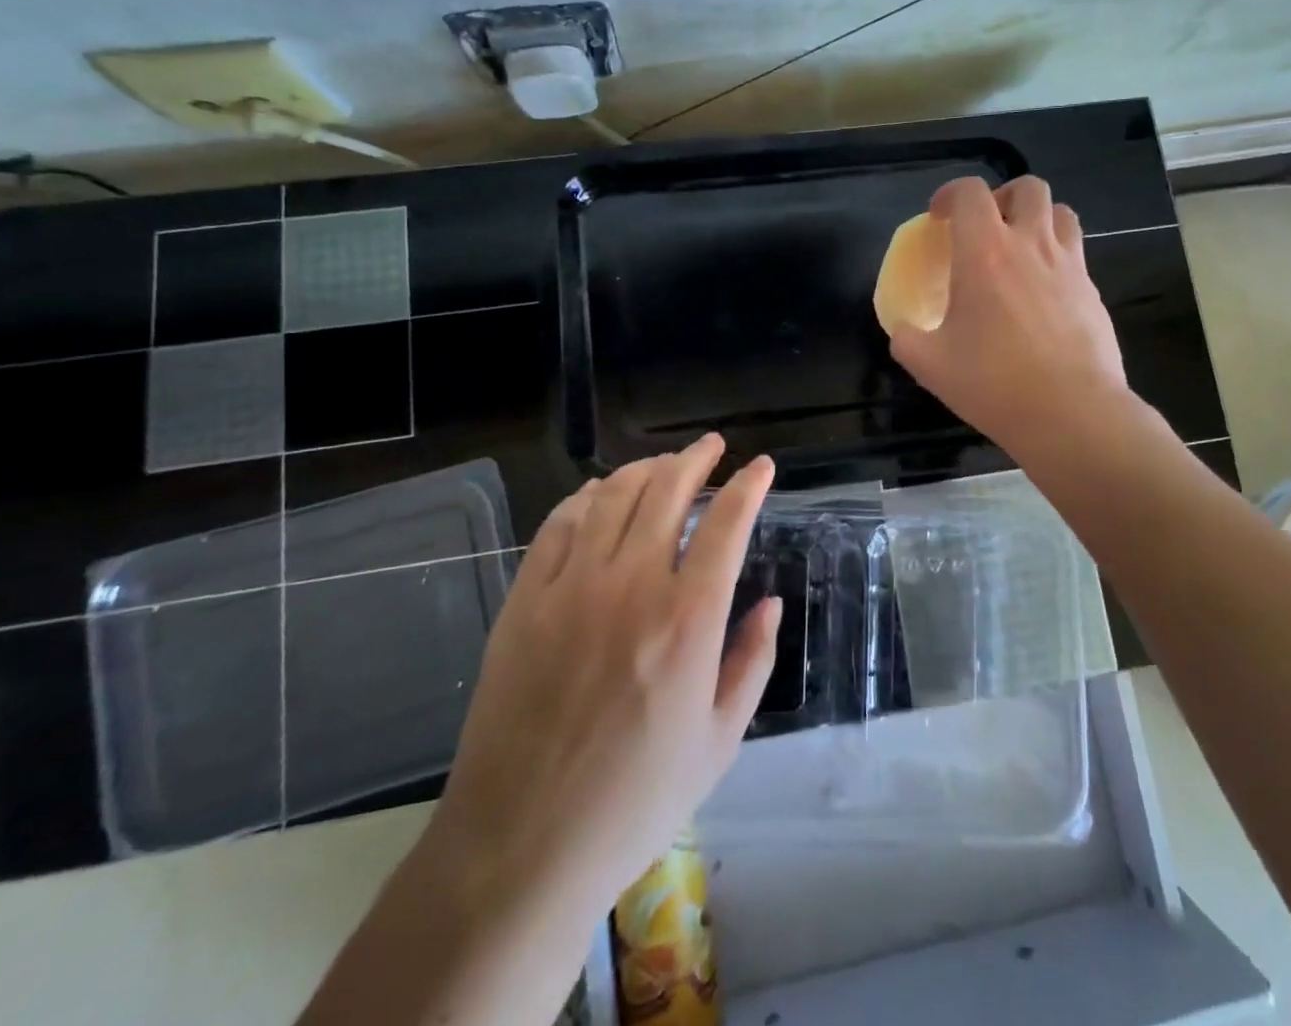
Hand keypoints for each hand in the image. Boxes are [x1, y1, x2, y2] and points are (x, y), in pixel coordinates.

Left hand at [431, 435, 780, 909]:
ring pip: (613, 496)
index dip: (748, 486)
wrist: (522, 845)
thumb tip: (768, 602)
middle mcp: (632, 584)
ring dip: (645, 469)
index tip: (760, 466)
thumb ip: (752, 660)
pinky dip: (586, 497)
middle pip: (668, 491)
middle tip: (712, 446)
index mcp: (688, 618)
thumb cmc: (636, 799)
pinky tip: (600, 494)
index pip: (727, 524)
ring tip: (664, 464)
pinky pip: (559, 525)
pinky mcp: (525, 600)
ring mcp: (571, 587)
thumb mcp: (720, 739)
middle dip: (697, 459)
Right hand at [889, 175, 1127, 457]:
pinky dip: (1057, 257)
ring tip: (1021, 249)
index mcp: (985, 252)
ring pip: (1062, 213)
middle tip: (987, 227)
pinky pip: (1076, 254)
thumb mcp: (929, 364)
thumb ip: (906, 338)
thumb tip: (903, 329)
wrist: (1070, 412)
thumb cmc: (993, 383)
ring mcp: (1069, 265)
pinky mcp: (1093, 291)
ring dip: (1038, 219)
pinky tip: (1043, 294)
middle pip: (1028, 187)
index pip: (970, 192)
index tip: (939, 218)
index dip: (950, 194)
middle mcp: (1031, 245)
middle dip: (1003, 196)